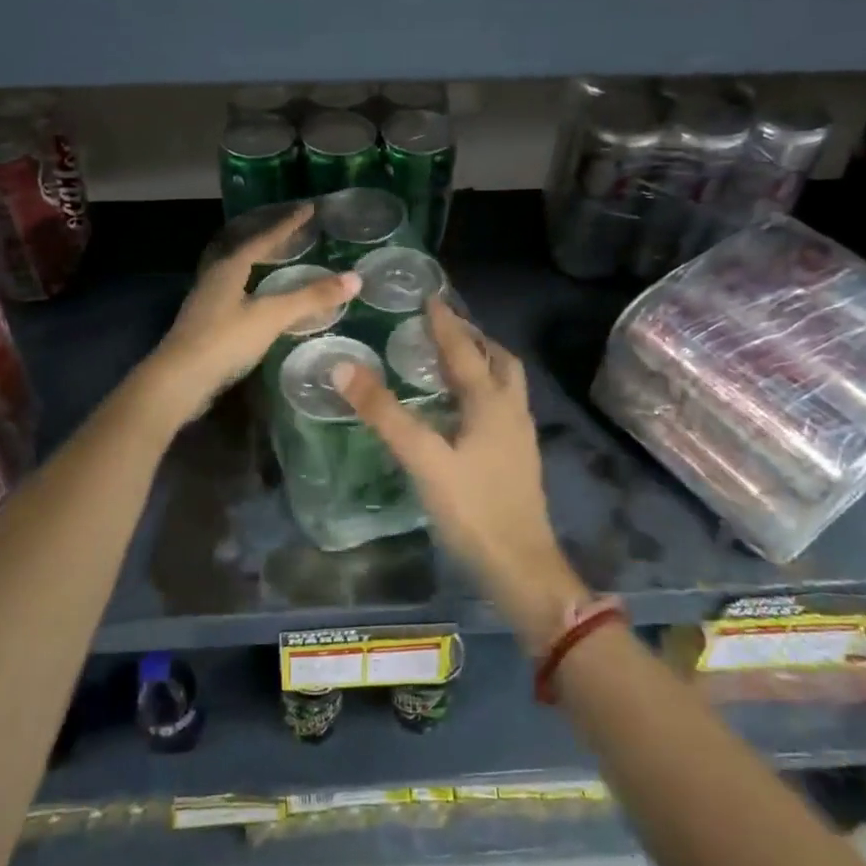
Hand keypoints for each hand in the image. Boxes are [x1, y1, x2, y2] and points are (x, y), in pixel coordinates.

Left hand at [143, 204, 359, 425]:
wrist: (178, 380)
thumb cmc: (224, 341)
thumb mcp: (271, 316)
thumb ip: (311, 297)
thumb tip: (355, 278)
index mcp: (230, 267)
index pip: (264, 237)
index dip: (288, 224)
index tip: (309, 208)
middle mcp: (215, 277)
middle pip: (247, 251)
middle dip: (272, 240)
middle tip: (296, 232)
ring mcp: (207, 301)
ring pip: (239, 273)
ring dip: (261, 264)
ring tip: (281, 261)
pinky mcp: (206, 324)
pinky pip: (236, 294)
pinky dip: (255, 288)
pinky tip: (262, 301)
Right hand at [332, 297, 587, 651]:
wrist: (522, 567)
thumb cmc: (473, 509)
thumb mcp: (423, 458)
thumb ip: (384, 413)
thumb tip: (344, 367)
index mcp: (491, 402)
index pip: (465, 350)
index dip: (445, 323)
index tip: (430, 297)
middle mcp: (512, 411)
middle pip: (499, 361)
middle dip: (473, 338)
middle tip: (443, 328)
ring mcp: (519, 437)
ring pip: (505, 385)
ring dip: (482, 364)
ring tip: (451, 362)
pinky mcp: (518, 459)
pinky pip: (501, 408)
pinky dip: (483, 392)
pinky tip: (462, 412)